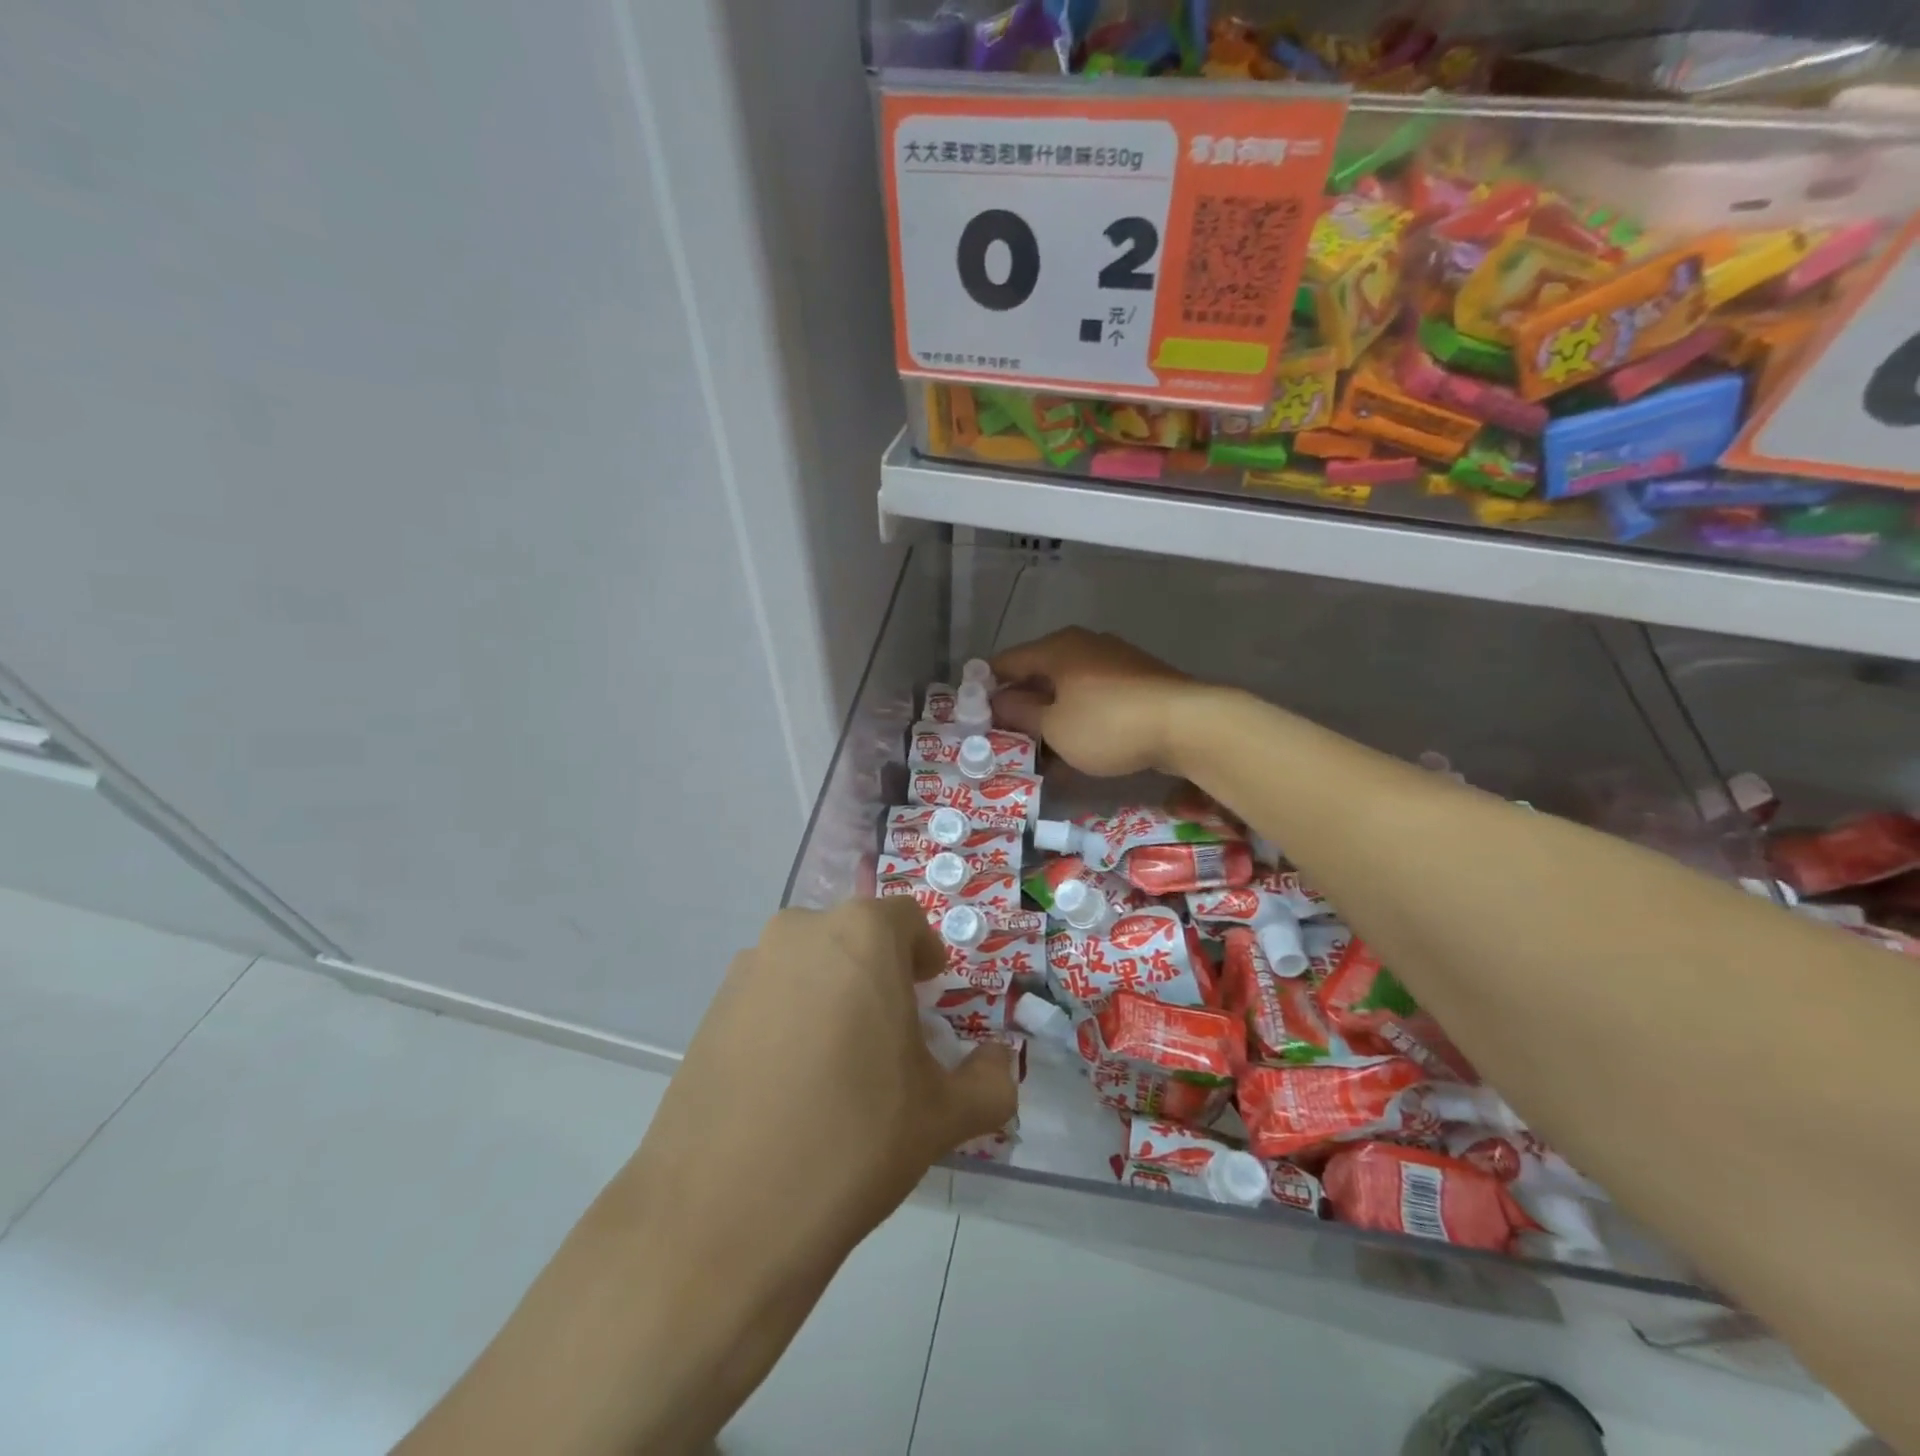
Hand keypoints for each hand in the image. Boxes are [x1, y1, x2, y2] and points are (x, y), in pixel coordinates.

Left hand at [395, 898, 1017, 1455]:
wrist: (721, 1217)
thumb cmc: (853, 1141)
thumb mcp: (941, 1116)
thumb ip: (990, 1081)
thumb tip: (1001, 1065)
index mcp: (861, 934)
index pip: (906, 920)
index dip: (925, 956)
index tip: (932, 997)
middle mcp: (800, 931)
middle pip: (855, 938)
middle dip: (882, 974)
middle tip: (894, 1037)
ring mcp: (747, 968)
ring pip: (811, 965)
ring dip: (834, 995)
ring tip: (840, 1066)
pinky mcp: (710, 1009)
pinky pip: (769, 996)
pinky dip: (790, 1019)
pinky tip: (790, 1086)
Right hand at [992, 627, 1202, 777]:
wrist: (1187, 724)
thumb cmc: (1107, 724)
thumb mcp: (1054, 726)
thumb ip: (1021, 713)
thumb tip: (999, 701)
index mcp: (1056, 648)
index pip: (1006, 662)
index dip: (987, 687)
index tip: (976, 717)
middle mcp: (1083, 644)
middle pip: (1038, 672)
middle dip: (1020, 704)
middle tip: (1006, 737)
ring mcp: (1113, 659)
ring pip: (1068, 686)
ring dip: (1050, 714)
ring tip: (1039, 748)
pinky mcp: (1137, 679)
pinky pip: (1094, 695)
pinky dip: (1078, 715)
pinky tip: (1076, 744)